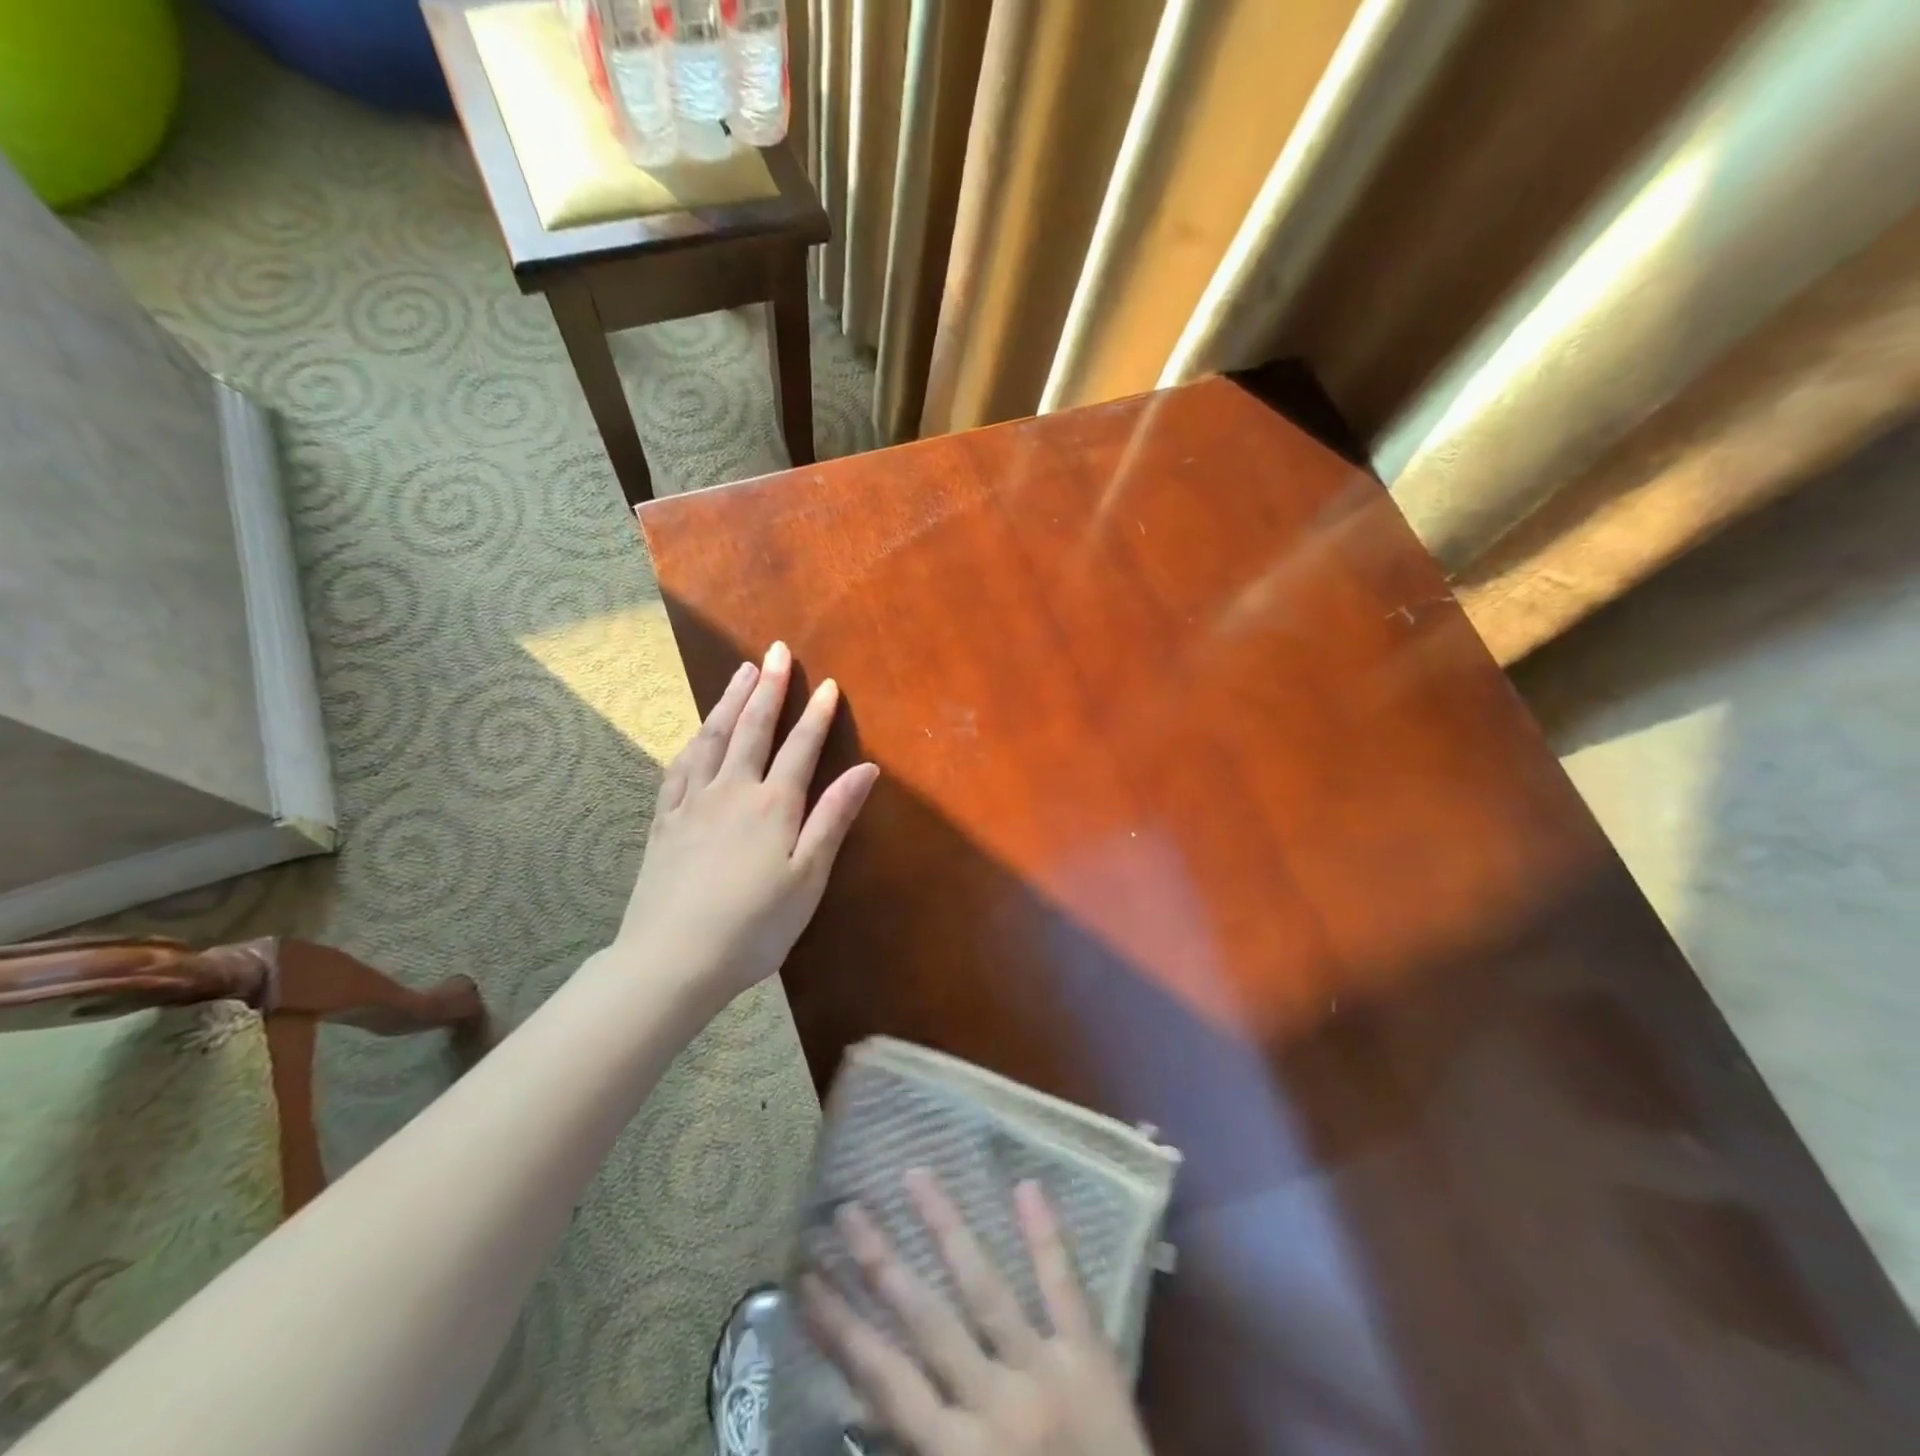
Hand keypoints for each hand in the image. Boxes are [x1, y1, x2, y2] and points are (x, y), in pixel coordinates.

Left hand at [617, 640, 878, 1008]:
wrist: (672, 960)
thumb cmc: (755, 926)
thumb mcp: (808, 877)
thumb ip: (834, 817)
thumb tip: (866, 769)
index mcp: (773, 805)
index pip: (800, 747)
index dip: (816, 715)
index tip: (827, 684)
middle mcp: (732, 790)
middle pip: (752, 728)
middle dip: (768, 687)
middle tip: (776, 651)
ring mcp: (692, 802)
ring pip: (713, 737)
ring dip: (730, 700)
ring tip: (740, 671)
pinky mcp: (664, 820)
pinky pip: (680, 766)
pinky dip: (694, 739)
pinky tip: (698, 731)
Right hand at [803, 1172, 1152, 1455]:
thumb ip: (923, 1440)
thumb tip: (875, 1384)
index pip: (883, 1381)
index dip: (841, 1329)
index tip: (807, 1280)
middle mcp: (993, 1407)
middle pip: (925, 1322)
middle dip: (881, 1265)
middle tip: (847, 1211)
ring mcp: (1044, 1373)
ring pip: (985, 1289)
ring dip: (947, 1228)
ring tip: (915, 1176)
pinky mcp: (1091, 1358)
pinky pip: (1066, 1289)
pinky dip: (1047, 1237)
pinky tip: (1027, 1186)